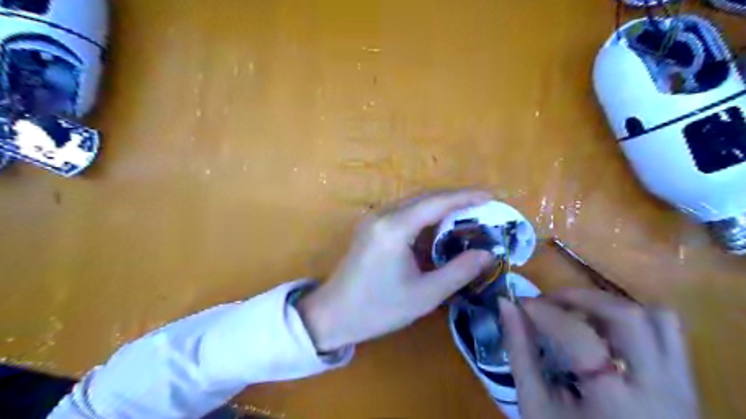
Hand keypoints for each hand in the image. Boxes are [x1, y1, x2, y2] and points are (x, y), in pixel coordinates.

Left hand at [296, 192, 494, 351]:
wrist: (333, 314)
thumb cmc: (378, 308)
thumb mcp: (425, 295)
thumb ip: (459, 271)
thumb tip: (487, 253)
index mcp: (395, 228)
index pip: (437, 202)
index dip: (466, 197)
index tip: (491, 196)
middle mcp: (383, 215)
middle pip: (425, 196)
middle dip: (455, 198)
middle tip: (482, 206)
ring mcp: (373, 218)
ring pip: (413, 201)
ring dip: (440, 205)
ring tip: (466, 213)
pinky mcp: (370, 226)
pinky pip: (403, 211)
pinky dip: (424, 214)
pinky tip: (437, 225)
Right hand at [500, 290, 700, 418]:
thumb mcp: (535, 405)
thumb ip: (520, 351)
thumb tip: (506, 304)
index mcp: (615, 401)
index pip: (580, 337)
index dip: (546, 312)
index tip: (523, 303)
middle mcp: (659, 388)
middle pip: (627, 316)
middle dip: (582, 297)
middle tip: (552, 301)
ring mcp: (681, 384)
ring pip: (657, 317)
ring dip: (611, 305)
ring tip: (580, 313)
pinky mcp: (687, 383)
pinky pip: (669, 332)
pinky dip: (634, 318)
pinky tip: (606, 331)